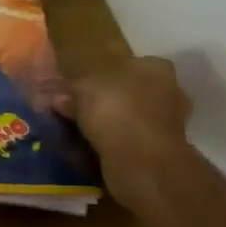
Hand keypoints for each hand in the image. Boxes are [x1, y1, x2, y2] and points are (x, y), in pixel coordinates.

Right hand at [54, 57, 192, 226]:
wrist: (142, 163)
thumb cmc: (116, 110)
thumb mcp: (82, 89)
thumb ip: (69, 89)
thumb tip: (55, 96)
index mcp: (155, 68)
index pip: (129, 63)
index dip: (101, 73)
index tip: (79, 85)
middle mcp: (170, 94)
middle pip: (129, 92)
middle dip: (103, 101)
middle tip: (73, 109)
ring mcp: (168, 126)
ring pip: (129, 119)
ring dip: (107, 125)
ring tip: (76, 131)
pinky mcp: (161, 154)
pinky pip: (129, 143)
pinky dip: (112, 145)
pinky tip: (90, 149)